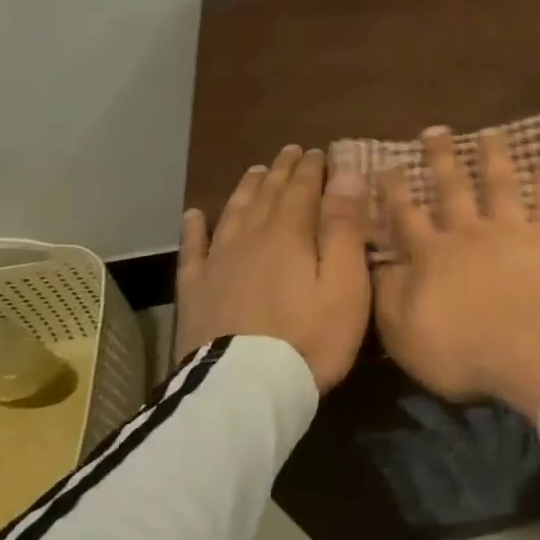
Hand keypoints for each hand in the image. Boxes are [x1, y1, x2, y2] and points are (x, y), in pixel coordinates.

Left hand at [174, 146, 371, 390]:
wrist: (248, 388)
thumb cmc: (312, 336)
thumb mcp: (345, 282)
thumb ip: (345, 227)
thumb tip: (346, 174)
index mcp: (289, 234)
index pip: (301, 189)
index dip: (311, 168)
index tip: (318, 151)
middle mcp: (250, 237)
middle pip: (266, 195)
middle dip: (281, 171)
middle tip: (290, 152)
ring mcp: (217, 262)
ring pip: (232, 213)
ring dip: (246, 189)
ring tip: (254, 172)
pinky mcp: (195, 290)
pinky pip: (193, 248)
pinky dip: (195, 227)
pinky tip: (196, 214)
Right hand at [373, 127, 539, 422]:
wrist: (532, 353)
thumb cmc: (464, 354)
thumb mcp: (405, 336)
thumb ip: (387, 297)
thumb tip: (375, 264)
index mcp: (432, 257)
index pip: (406, 216)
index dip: (394, 191)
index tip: (386, 165)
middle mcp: (469, 234)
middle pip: (452, 189)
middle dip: (441, 158)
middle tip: (435, 130)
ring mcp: (512, 231)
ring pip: (500, 184)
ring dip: (494, 156)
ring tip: (491, 132)